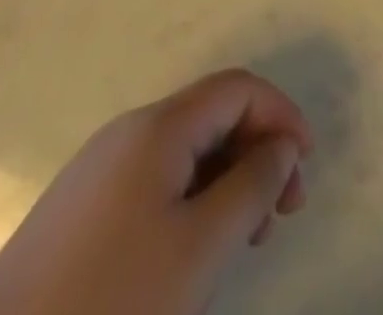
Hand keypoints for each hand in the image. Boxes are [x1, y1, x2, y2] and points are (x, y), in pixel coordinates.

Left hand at [0, 69, 311, 314]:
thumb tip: (281, 146)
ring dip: (227, 183)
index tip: (305, 167)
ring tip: (243, 242)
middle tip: (281, 214)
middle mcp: (128, 133)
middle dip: (257, 154)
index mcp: (158, 127)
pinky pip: (154, 186)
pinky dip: (190, 205)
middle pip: (213, 118)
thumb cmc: (109, 304)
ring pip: (185, 155)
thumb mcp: (199, 248)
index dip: (282, 116)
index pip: (239, 89)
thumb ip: (253, 185)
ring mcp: (98, 172)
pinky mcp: (78, 214)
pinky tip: (191, 259)